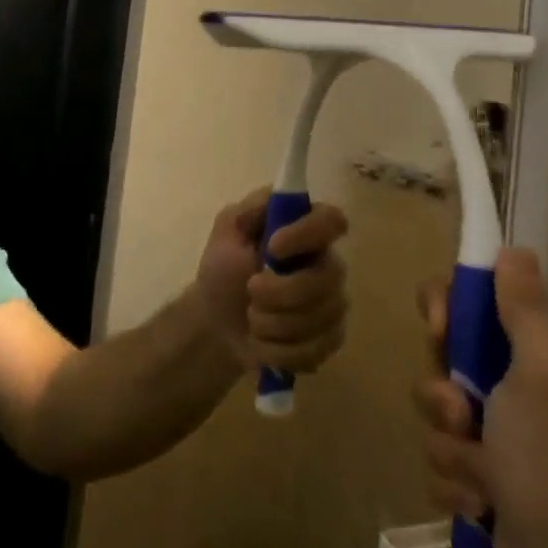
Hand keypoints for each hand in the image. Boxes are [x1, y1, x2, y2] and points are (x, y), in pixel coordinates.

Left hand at [195, 188, 348, 374]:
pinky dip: (279, 350)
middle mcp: (326, 263)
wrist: (216, 322)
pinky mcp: (329, 339)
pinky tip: (263, 342)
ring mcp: (332, 303)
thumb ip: (250, 210)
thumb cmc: (223, 268)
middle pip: (327, 278)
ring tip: (252, 318)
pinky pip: (316, 349)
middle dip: (281, 292)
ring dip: (274, 323)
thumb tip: (279, 196)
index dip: (307, 235)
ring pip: (320, 318)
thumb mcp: (227, 230)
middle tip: (250, 290)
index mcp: (305, 229)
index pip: (332, 221)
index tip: (273, 247)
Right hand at [416, 249, 547, 547]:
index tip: (441, 332)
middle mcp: (509, 382)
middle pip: (440, 354)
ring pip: (432, 409)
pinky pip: (437, 457)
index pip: (468, 299)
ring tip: (481, 474)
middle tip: (463, 414)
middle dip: (441, 390)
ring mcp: (491, 430)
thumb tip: (513, 250)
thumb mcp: (545, 371)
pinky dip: (455, 482)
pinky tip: (481, 503)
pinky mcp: (476, 474)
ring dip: (449, 444)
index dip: (444, 307)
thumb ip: (526, 308)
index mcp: (530, 350)